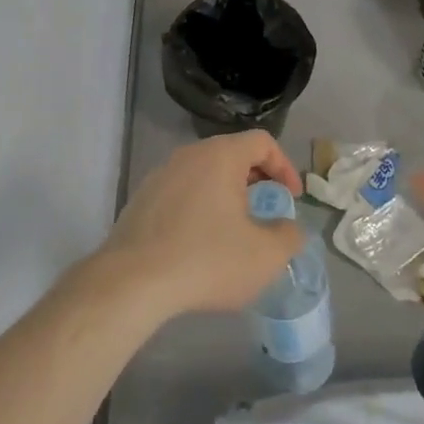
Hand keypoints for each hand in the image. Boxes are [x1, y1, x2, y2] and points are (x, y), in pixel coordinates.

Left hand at [96, 132, 304, 320]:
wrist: (133, 281)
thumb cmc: (207, 260)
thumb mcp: (265, 255)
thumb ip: (288, 235)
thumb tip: (287, 227)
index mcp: (220, 156)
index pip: (262, 142)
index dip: (284, 167)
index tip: (291, 199)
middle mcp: (188, 156)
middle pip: (231, 154)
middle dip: (256, 180)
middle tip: (267, 211)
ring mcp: (160, 175)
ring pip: (204, 174)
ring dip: (226, 195)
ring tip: (235, 230)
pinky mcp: (141, 199)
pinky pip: (181, 193)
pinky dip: (199, 208)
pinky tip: (199, 244)